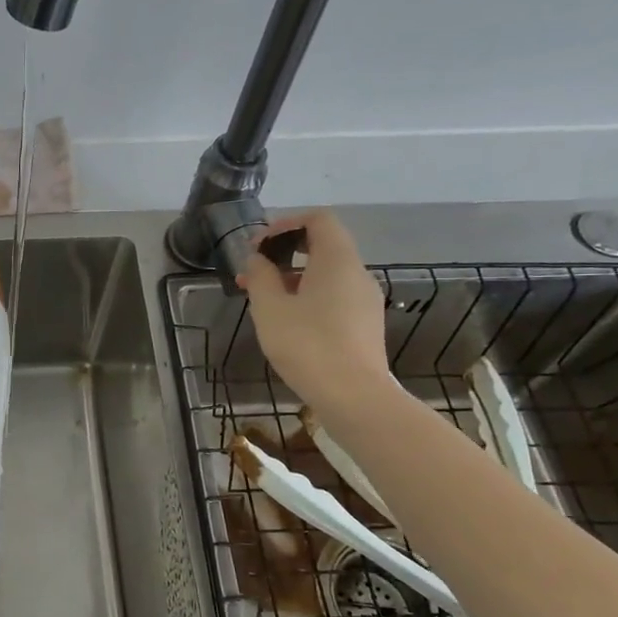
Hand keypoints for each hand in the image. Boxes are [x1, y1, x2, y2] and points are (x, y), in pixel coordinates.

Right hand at [237, 209, 390, 414]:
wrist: (354, 396)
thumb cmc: (307, 345)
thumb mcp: (270, 308)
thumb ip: (260, 276)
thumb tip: (257, 259)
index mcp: (338, 260)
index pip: (319, 220)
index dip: (286, 224)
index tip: (258, 246)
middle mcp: (358, 274)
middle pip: (323, 246)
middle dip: (284, 253)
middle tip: (252, 273)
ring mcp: (365, 301)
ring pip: (327, 275)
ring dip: (293, 278)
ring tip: (262, 301)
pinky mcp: (365, 325)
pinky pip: (334, 297)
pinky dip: (308, 297)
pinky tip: (287, 323)